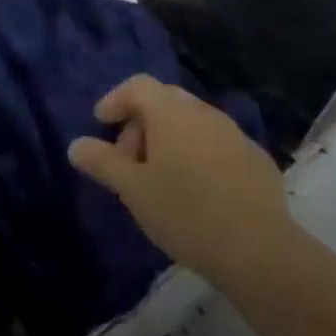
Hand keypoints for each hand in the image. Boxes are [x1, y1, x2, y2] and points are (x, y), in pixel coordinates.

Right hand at [68, 75, 288, 281]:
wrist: (258, 250)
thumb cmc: (185, 213)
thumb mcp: (133, 190)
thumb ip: (102, 162)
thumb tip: (76, 145)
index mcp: (172, 113)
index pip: (138, 85)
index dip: (115, 100)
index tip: (102, 125)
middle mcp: (204, 112)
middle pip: (164, 101)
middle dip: (140, 123)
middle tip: (128, 160)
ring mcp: (234, 133)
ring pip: (192, 123)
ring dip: (169, 139)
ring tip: (160, 180)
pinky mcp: (255, 158)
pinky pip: (216, 143)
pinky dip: (197, 154)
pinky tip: (197, 191)